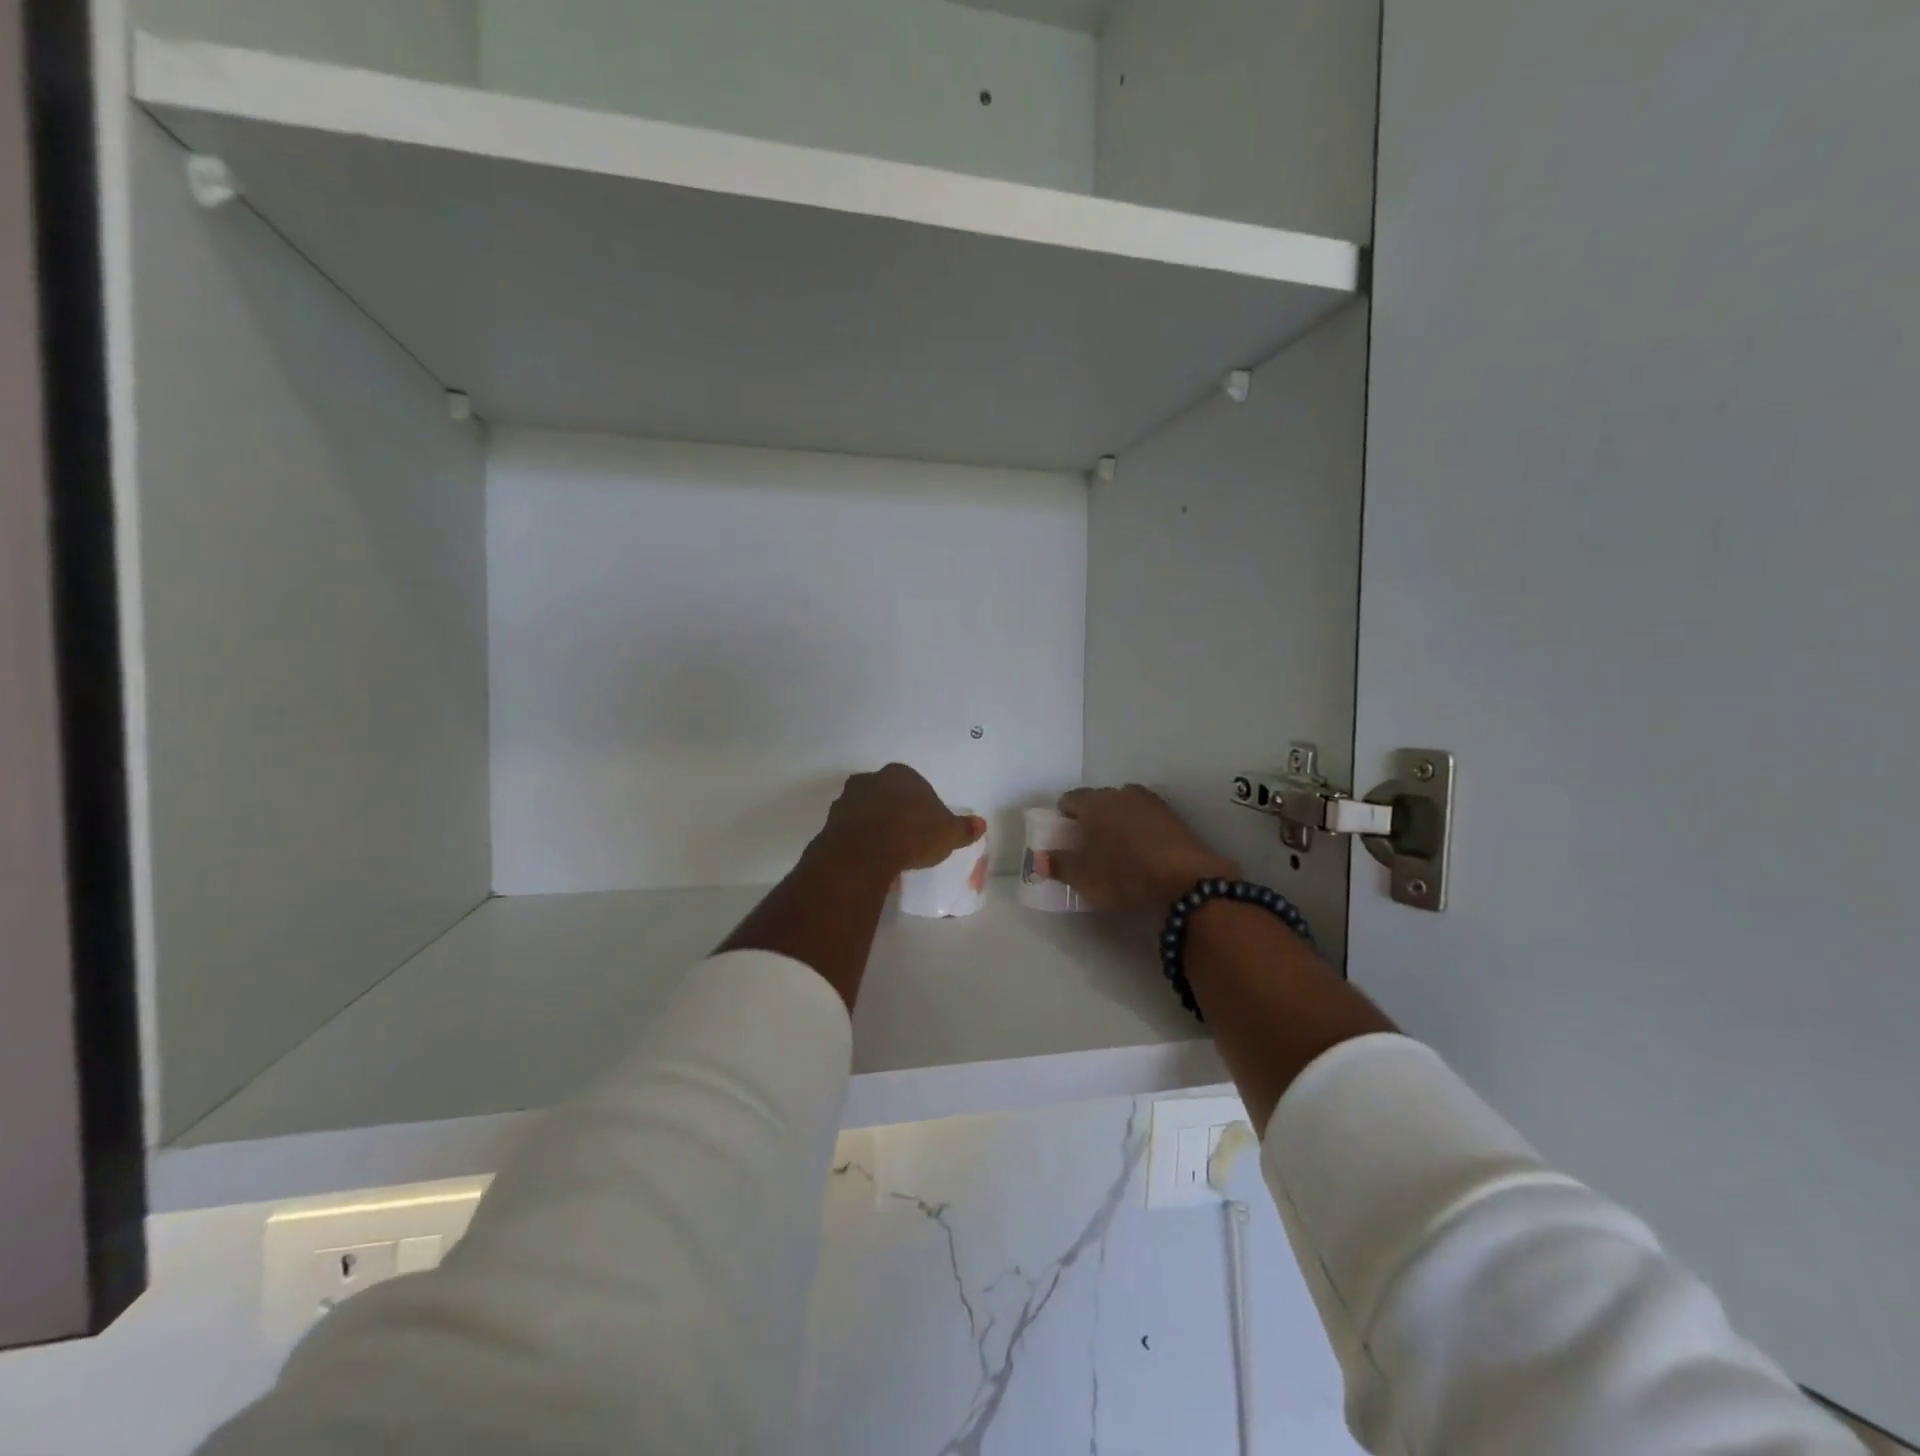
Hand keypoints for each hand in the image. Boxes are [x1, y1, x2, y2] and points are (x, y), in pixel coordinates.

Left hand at [814, 764, 985, 881]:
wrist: (863, 852)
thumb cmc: (912, 833)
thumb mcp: (947, 834)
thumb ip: (963, 828)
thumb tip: (981, 824)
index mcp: (901, 774)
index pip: (916, 786)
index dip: (923, 806)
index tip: (927, 828)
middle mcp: (871, 780)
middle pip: (888, 795)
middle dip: (896, 812)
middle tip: (907, 838)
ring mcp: (847, 800)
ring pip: (865, 810)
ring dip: (874, 825)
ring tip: (888, 852)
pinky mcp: (830, 822)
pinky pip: (850, 830)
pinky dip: (859, 840)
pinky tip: (869, 858)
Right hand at [1044, 785, 1236, 912]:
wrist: (1185, 879)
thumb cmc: (1124, 875)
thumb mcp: (1085, 878)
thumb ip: (1059, 866)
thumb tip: (1039, 859)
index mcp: (1094, 803)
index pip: (1070, 799)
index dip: (1063, 816)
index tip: (1064, 836)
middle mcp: (1120, 794)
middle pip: (1097, 799)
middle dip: (1091, 817)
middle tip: (1088, 844)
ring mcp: (1149, 802)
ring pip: (1124, 805)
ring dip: (1117, 819)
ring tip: (1117, 846)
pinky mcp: (1172, 816)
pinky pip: (1146, 816)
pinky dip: (1140, 827)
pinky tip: (1142, 849)